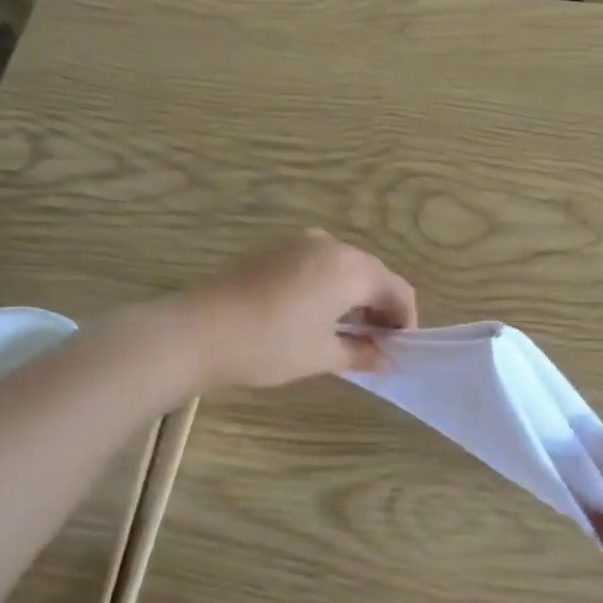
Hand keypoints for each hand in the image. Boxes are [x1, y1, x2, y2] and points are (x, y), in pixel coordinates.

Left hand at [186, 229, 416, 389]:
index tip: (399, 350)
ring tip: (348, 333)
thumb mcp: (323, 356)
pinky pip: (320, 264)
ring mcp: (300, 243)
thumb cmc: (270, 346)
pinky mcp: (276, 249)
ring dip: (357, 296)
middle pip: (374, 274)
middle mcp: (331, 246)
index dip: (405, 322)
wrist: (196, 332)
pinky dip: (331, 286)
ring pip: (346, 267)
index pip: (398, 291)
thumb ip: (362, 353)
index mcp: (351, 269)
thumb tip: (386, 359)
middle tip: (377, 344)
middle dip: (382, 308)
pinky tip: (317, 315)